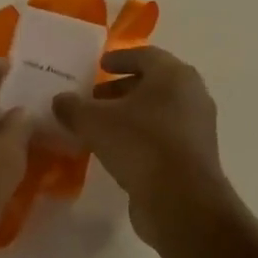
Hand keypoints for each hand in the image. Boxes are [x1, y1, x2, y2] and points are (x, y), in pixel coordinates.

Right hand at [53, 46, 231, 244]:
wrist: (182, 203)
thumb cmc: (140, 145)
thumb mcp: (94, 121)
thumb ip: (73, 107)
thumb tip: (60, 101)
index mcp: (173, 75)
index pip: (144, 55)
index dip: (119, 58)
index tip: (99, 65)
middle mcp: (191, 95)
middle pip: (153, 83)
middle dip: (121, 88)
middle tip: (94, 97)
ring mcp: (197, 128)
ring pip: (158, 111)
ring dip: (130, 114)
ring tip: (100, 125)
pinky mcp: (195, 157)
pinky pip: (163, 136)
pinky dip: (141, 136)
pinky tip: (115, 150)